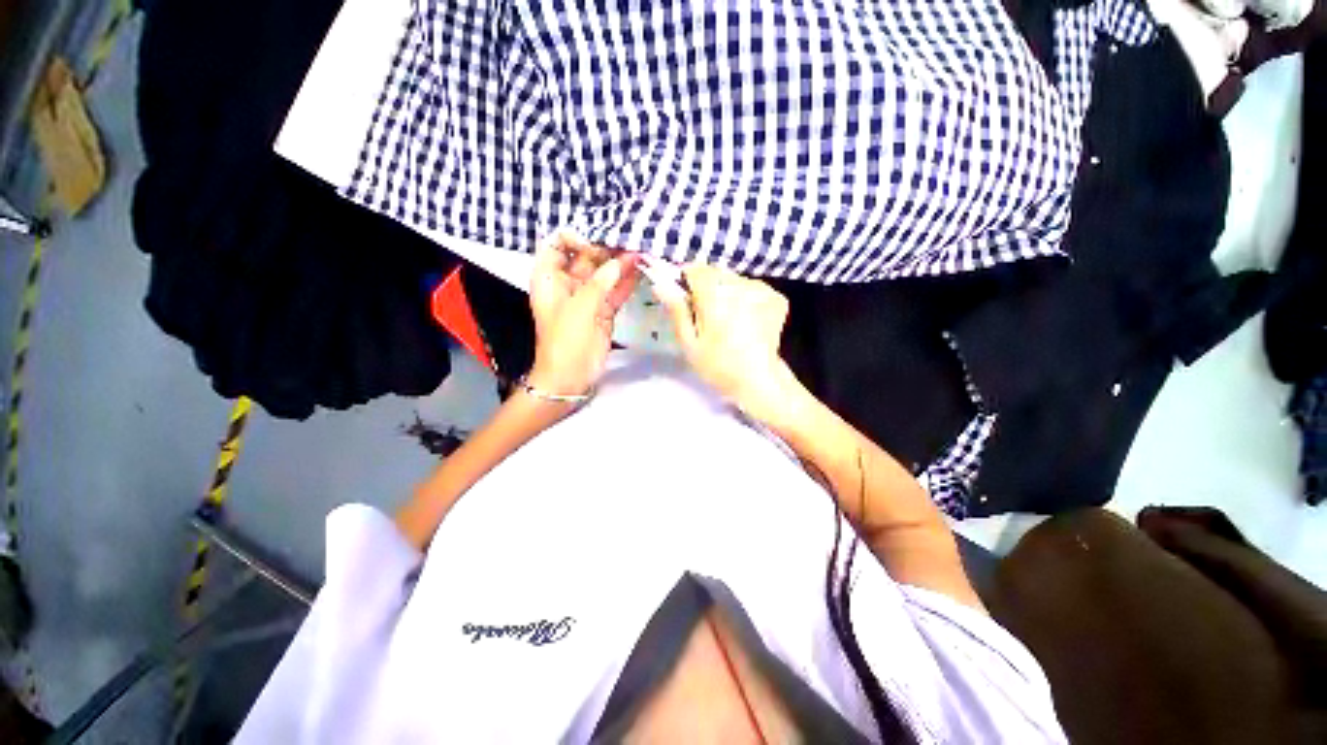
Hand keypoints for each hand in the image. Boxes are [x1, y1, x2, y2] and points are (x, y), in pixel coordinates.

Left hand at [528, 229, 639, 396]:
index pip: (558, 244)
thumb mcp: (579, 307)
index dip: (576, 237)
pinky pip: (615, 291)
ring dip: (620, 263)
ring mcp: (587, 298)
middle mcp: (567, 283)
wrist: (570, 377)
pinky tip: (641, 269)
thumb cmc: (565, 341)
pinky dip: (626, 282)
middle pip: (585, 257)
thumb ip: (600, 282)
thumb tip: (621, 261)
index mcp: (549, 278)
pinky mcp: (603, 311)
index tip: (598, 241)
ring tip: (641, 249)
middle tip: (630, 238)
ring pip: (603, 274)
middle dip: (606, 247)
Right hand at [652, 265, 804, 424]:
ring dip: (727, 291)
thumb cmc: (718, 366)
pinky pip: (752, 287)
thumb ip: (677, 310)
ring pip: (734, 279)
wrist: (759, 381)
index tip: (686, 299)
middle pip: (716, 272)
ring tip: (728, 320)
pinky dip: (745, 297)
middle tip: (707, 316)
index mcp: (716, 296)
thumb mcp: (690, 342)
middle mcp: (740, 285)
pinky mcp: (776, 297)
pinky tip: (746, 320)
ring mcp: (762, 289)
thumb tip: (660, 284)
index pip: (696, 268)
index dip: (686, 280)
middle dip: (707, 287)